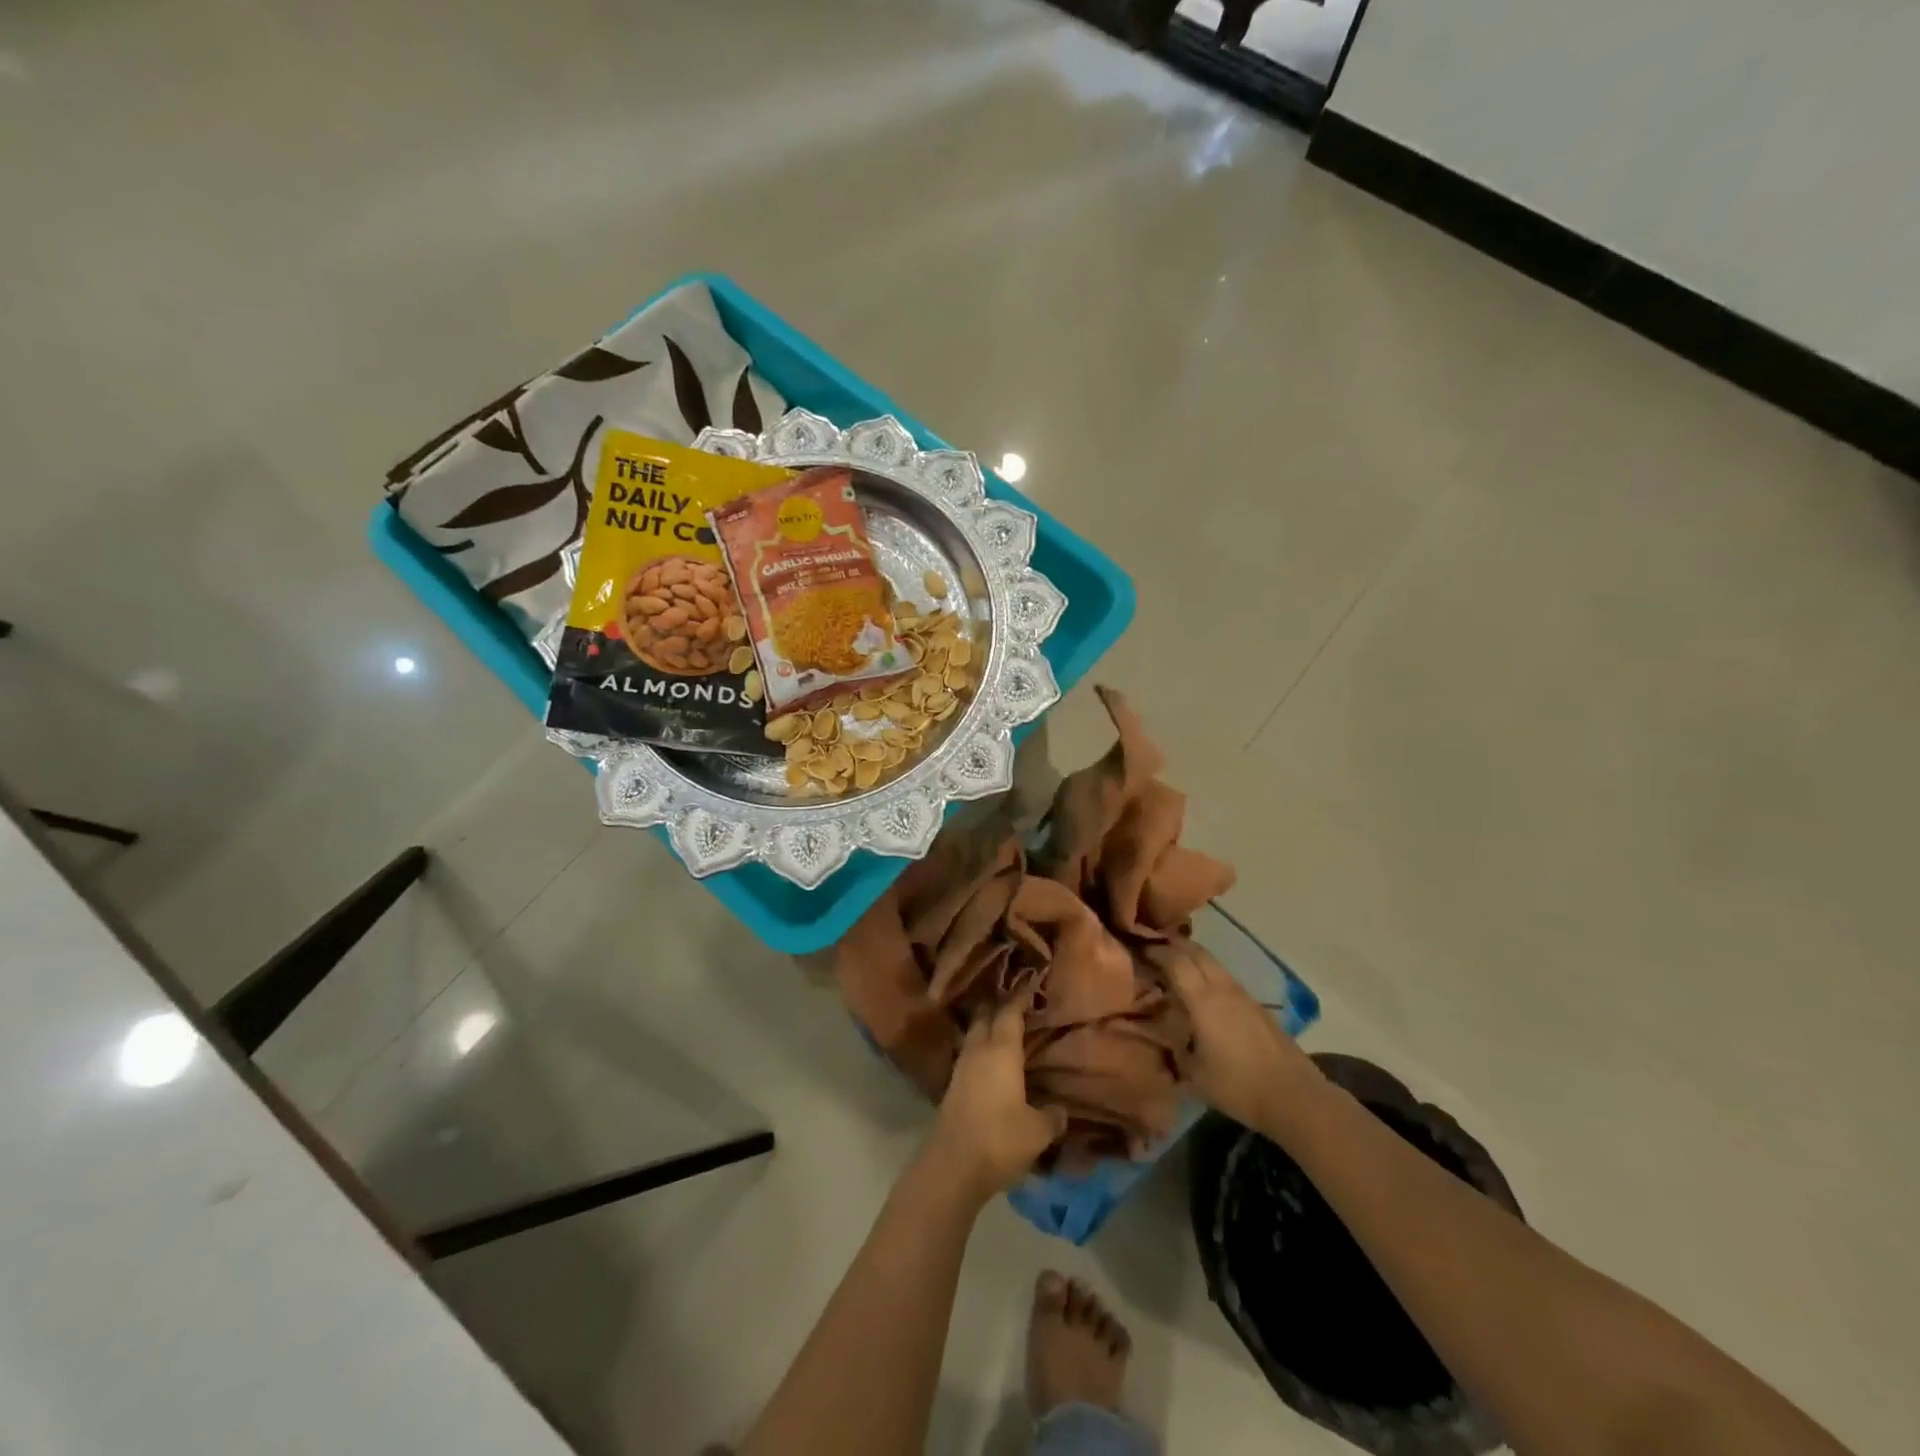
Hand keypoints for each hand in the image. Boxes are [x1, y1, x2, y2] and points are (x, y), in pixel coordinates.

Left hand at [925, 995, 1065, 1202]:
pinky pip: (969, 1055)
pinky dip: (980, 1049)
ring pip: (974, 1035)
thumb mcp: (1037, 1132)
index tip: (1029, 984)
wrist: (952, 1167)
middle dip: (998, 1005)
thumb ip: (1051, 1117)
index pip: (1009, 1013)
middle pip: (985, 1017)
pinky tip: (991, 1061)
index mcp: (1001, 1051)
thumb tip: (1059, 1110)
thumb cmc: (999, 1140)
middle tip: (1015, 1000)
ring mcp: (961, 1068)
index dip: (1019, 997)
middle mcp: (978, 1051)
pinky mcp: (952, 1087)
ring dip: (987, 1027)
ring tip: (1004, 1028)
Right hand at [1156, 941, 1316, 1133]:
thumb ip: (1178, 1051)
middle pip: (1196, 951)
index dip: (1155, 951)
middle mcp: (1223, 988)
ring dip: (1193, 958)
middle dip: (1174, 945)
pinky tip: (1205, 994)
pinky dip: (1209, 975)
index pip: (1175, 960)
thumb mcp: (1196, 1075)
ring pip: (1214, 963)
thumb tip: (1169, 1039)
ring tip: (1177, 967)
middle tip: (1153, 948)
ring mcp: (1244, 995)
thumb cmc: (1239, 1086)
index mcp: (1203, 1000)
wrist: (1295, 1097)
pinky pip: (1227, 979)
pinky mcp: (1259, 1007)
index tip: (1138, 949)